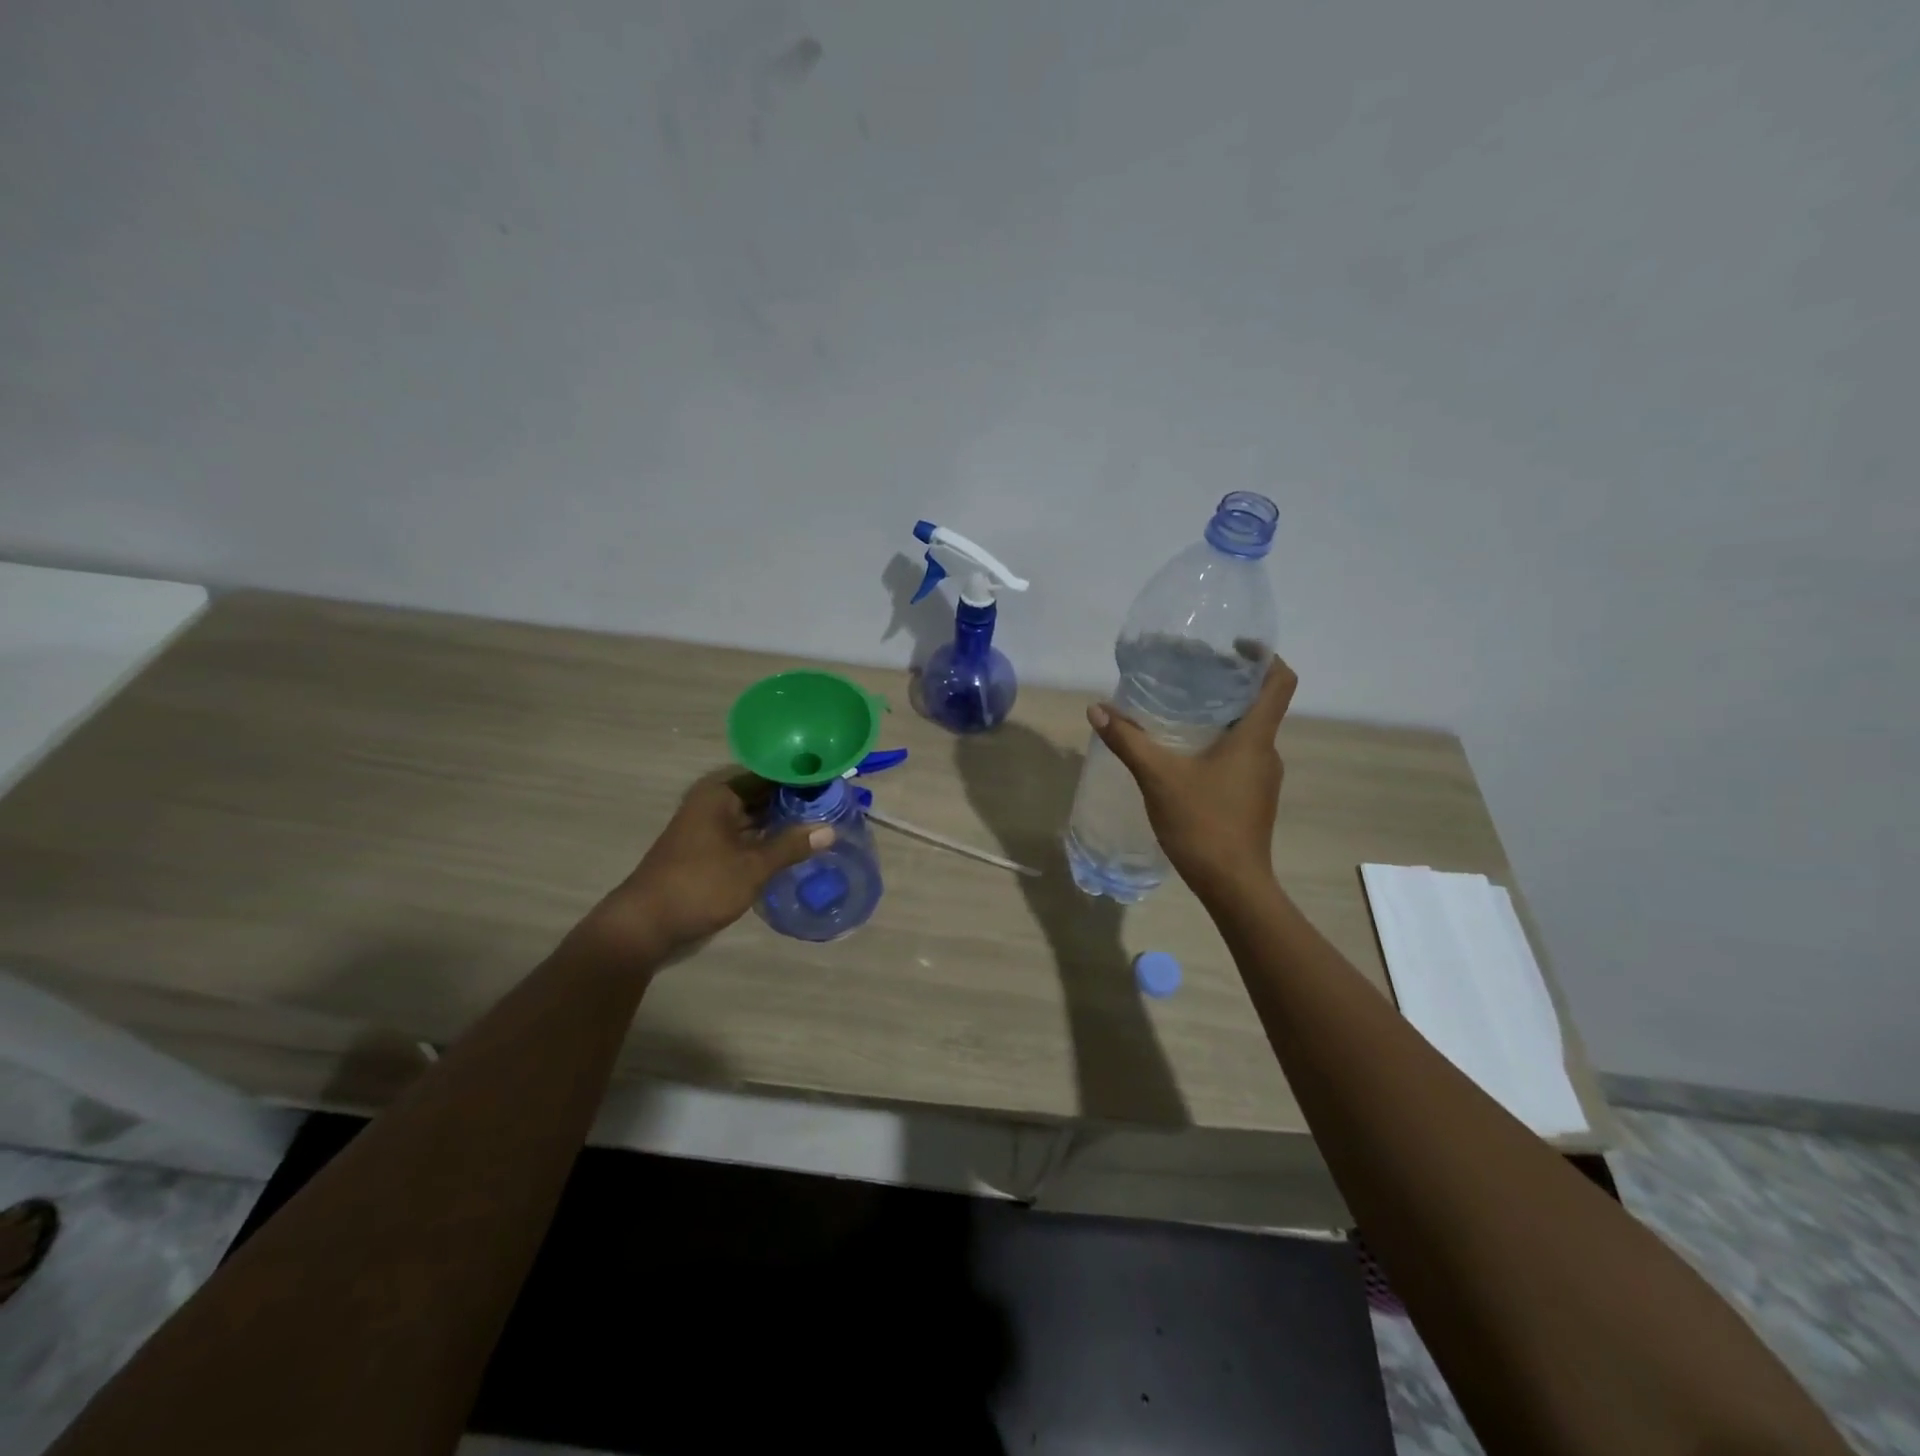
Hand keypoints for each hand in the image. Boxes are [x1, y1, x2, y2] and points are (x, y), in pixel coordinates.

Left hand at [582, 769, 831, 960]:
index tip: (835, 780)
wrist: (646, 926)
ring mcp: (713, 828)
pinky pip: (750, 836)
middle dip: (798, 800)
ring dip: (786, 821)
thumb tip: (831, 830)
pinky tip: (799, 846)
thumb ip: (792, 845)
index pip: (770, 773)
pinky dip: (771, 839)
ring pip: (758, 816)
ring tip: (827, 821)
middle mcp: (716, 803)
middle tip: (839, 803)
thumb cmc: (699, 886)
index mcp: (720, 793)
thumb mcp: (752, 866)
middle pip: (765, 793)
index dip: (801, 776)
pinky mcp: (713, 851)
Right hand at [1087, 656, 1297, 905]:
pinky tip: (1184, 754)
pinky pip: (1239, 757)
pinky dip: (1217, 745)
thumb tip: (1097, 709)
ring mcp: (1262, 778)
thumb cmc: (1203, 823)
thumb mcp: (1158, 777)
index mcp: (1255, 738)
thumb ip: (1128, 740)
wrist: (1233, 885)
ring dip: (1221, 716)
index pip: (1280, 682)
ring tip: (1180, 711)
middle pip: (1259, 704)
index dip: (1264, 656)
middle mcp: (1266, 752)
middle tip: (1191, 675)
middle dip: (1229, 685)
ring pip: (1247, 733)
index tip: (1234, 646)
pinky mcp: (1252, 798)